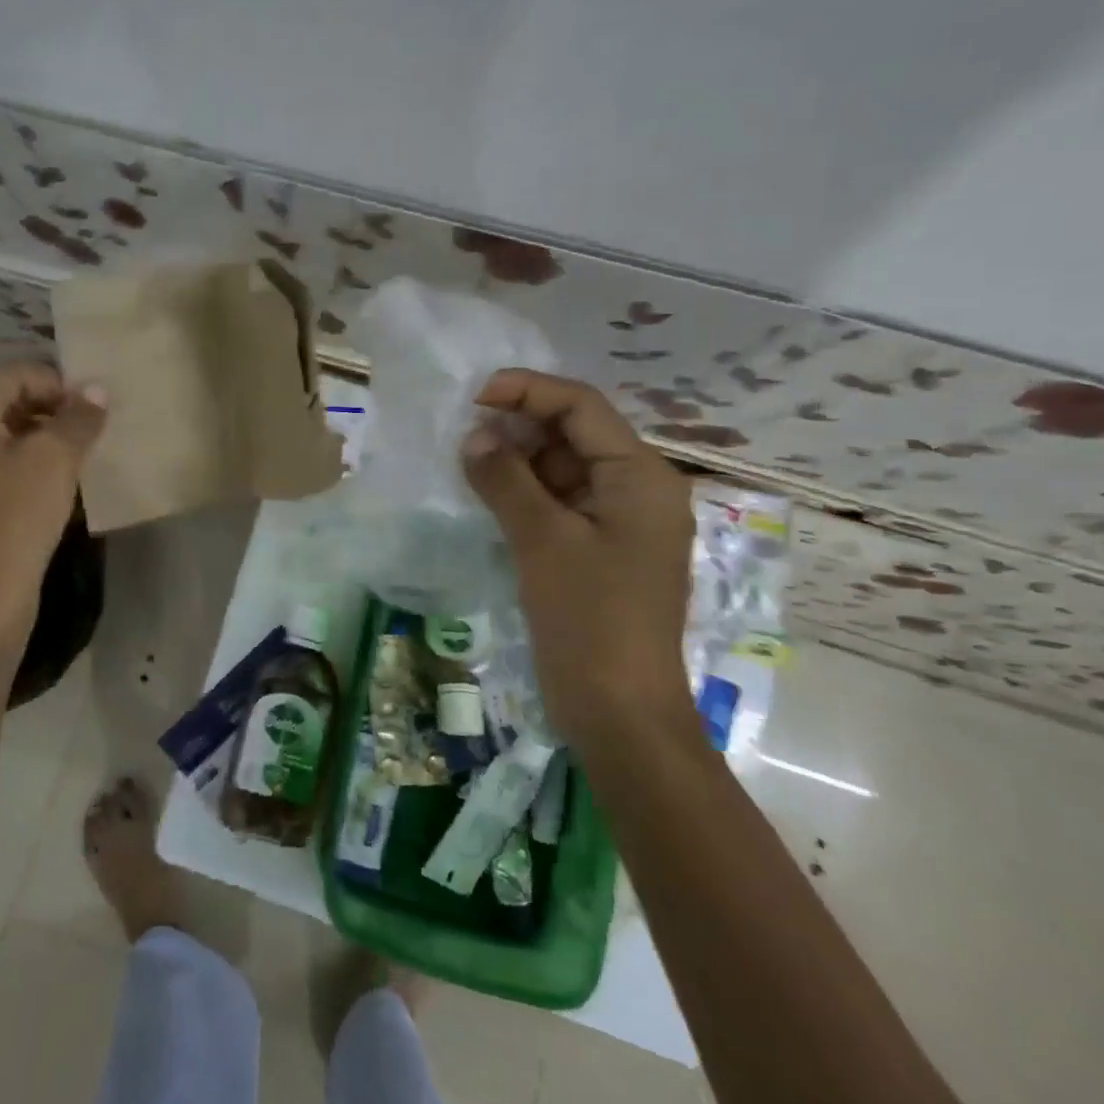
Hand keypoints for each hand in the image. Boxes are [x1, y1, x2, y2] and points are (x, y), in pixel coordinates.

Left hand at [0, 362, 106, 671]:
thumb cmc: (13, 522)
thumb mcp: (54, 462)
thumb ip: (78, 418)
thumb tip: (97, 389)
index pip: (15, 372)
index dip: (60, 384)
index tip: (95, 413)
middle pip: (4, 398)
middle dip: (51, 409)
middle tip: (89, 434)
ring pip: (0, 431)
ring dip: (41, 436)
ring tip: (76, 459)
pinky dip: (23, 461)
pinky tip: (51, 484)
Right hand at [461, 370, 695, 745]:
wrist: (619, 712)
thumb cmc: (590, 618)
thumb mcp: (543, 540)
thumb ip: (506, 479)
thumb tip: (474, 436)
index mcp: (640, 477)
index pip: (583, 407)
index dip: (529, 391)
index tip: (475, 395)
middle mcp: (635, 490)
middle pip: (574, 434)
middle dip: (519, 426)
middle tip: (463, 431)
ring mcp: (616, 523)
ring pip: (561, 470)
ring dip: (516, 461)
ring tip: (465, 460)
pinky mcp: (595, 551)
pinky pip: (557, 503)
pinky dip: (522, 494)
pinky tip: (484, 494)